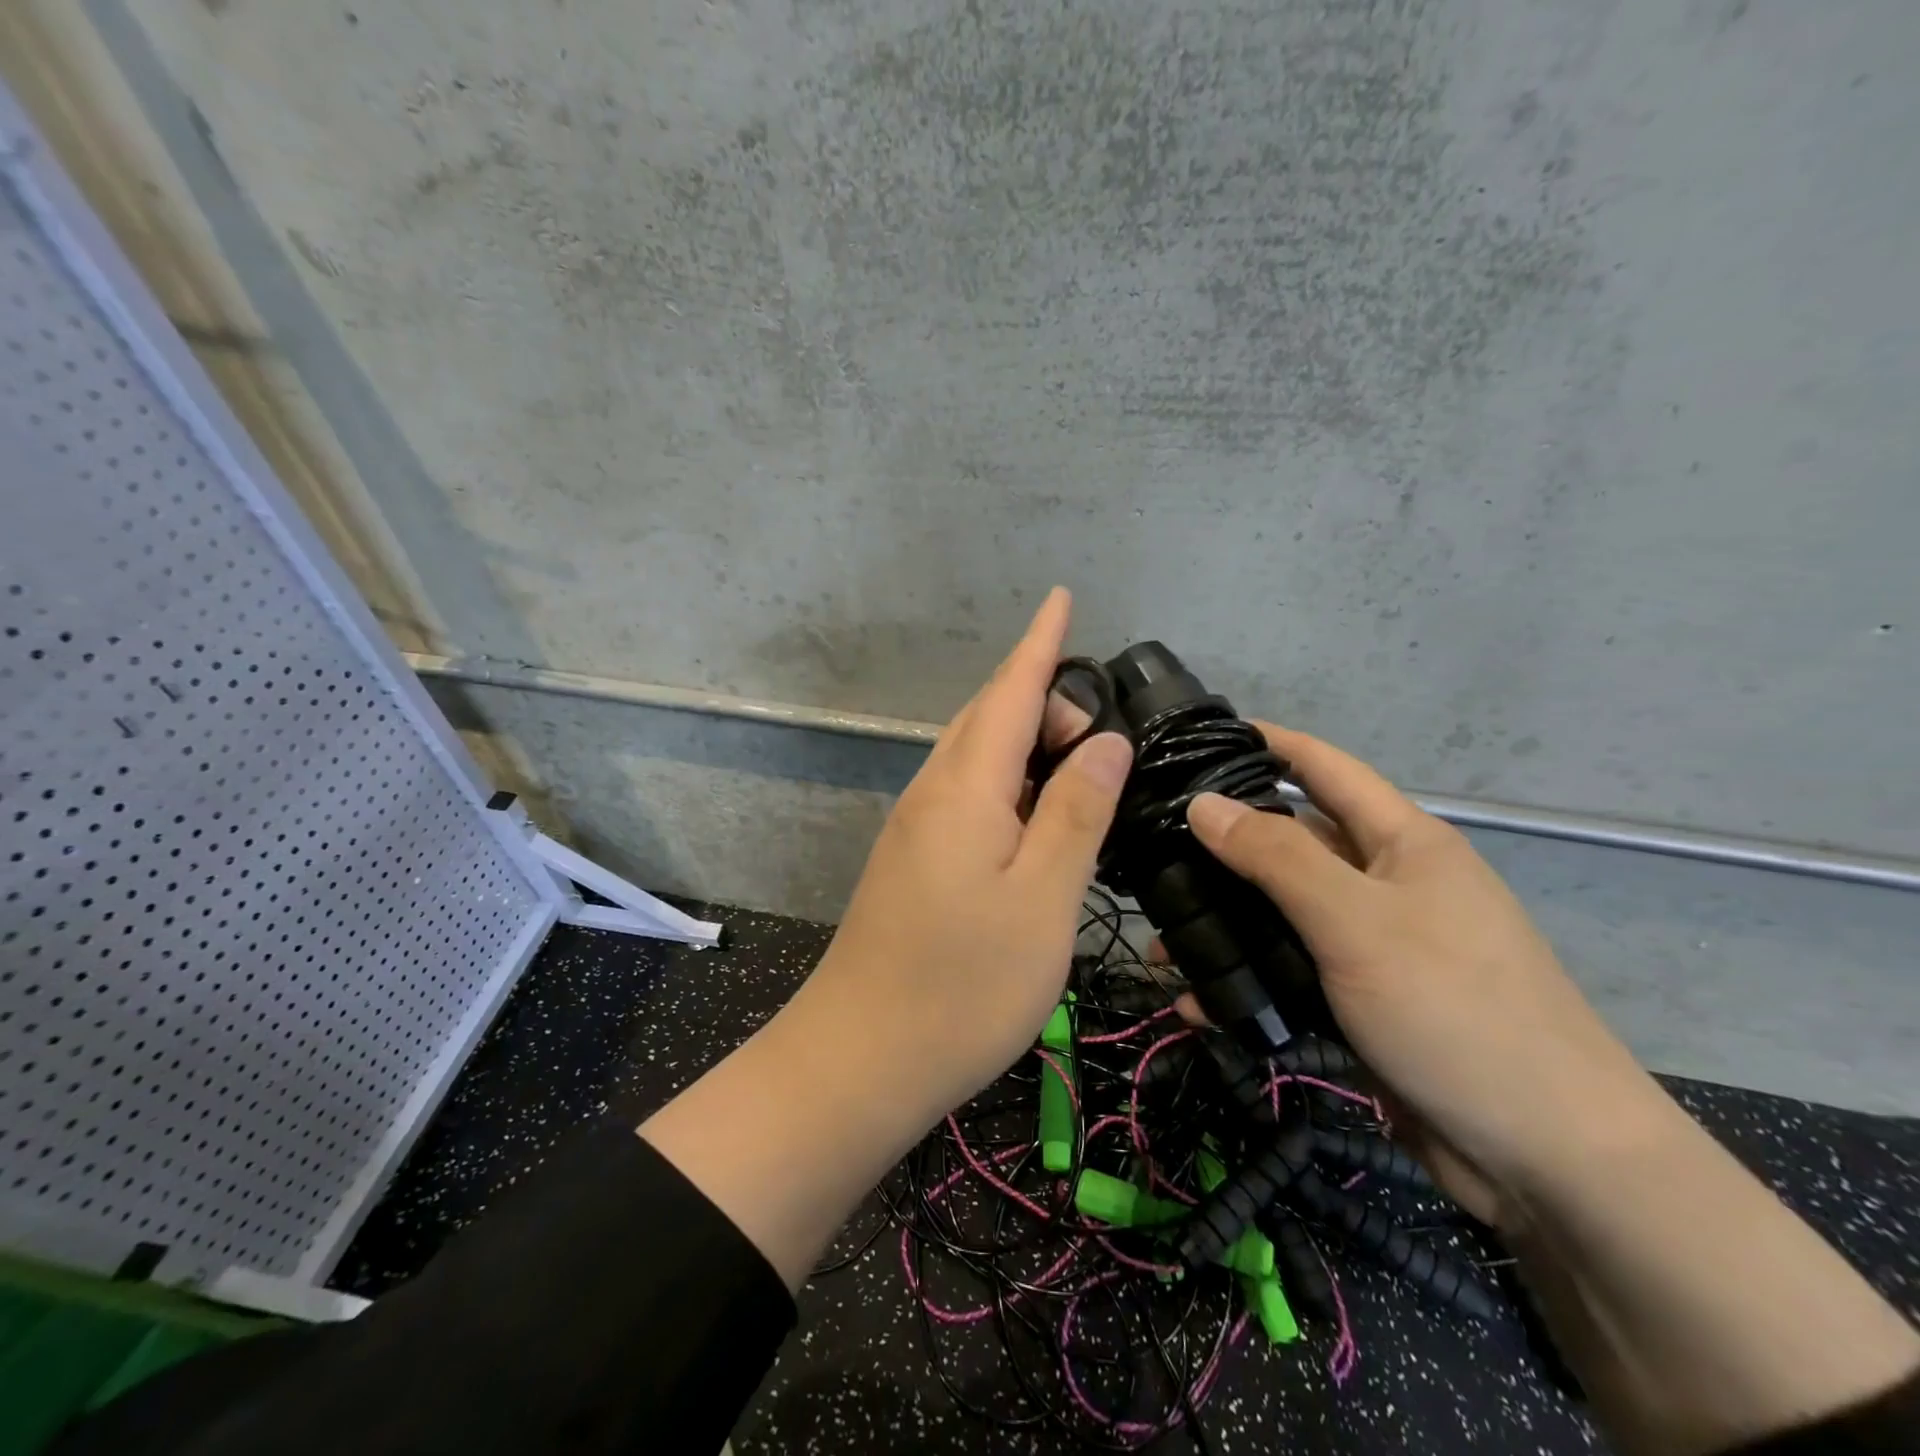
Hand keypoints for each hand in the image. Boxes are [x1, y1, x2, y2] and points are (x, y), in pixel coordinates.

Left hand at [792, 587, 1132, 1122]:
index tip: (1062, 596)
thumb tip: (1105, 739)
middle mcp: (932, 792)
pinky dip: (1007, 780)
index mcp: (965, 788)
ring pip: (975, 756)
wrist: (860, 1059)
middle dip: (1041, 694)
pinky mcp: (913, 860)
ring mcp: (916, 827)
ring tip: (1077, 750)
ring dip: (1023, 737)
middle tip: (1101, 716)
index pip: (1009, 691)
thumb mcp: (1043, 899)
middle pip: (988, 717)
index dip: (1040, 643)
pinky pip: (966, 793)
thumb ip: (1076, 811)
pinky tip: (1034, 808)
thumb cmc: (963, 986)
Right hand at [1184, 726, 1661, 1227]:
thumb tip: (1203, 803)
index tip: (1199, 735)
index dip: (1267, 742)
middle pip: (1292, 844)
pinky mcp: (1362, 1003)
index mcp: (1401, 843)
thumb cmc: (1456, 1010)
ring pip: (1282, 915)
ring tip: (1159, 939)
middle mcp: (1386, 884)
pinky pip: (1290, 974)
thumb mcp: (1356, 921)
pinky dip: (1246, 983)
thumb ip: (1276, 857)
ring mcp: (1374, 946)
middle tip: (1151, 848)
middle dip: (1224, 846)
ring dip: (1225, 924)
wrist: (1550, 1162)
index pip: (1324, 767)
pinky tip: (1196, 1002)